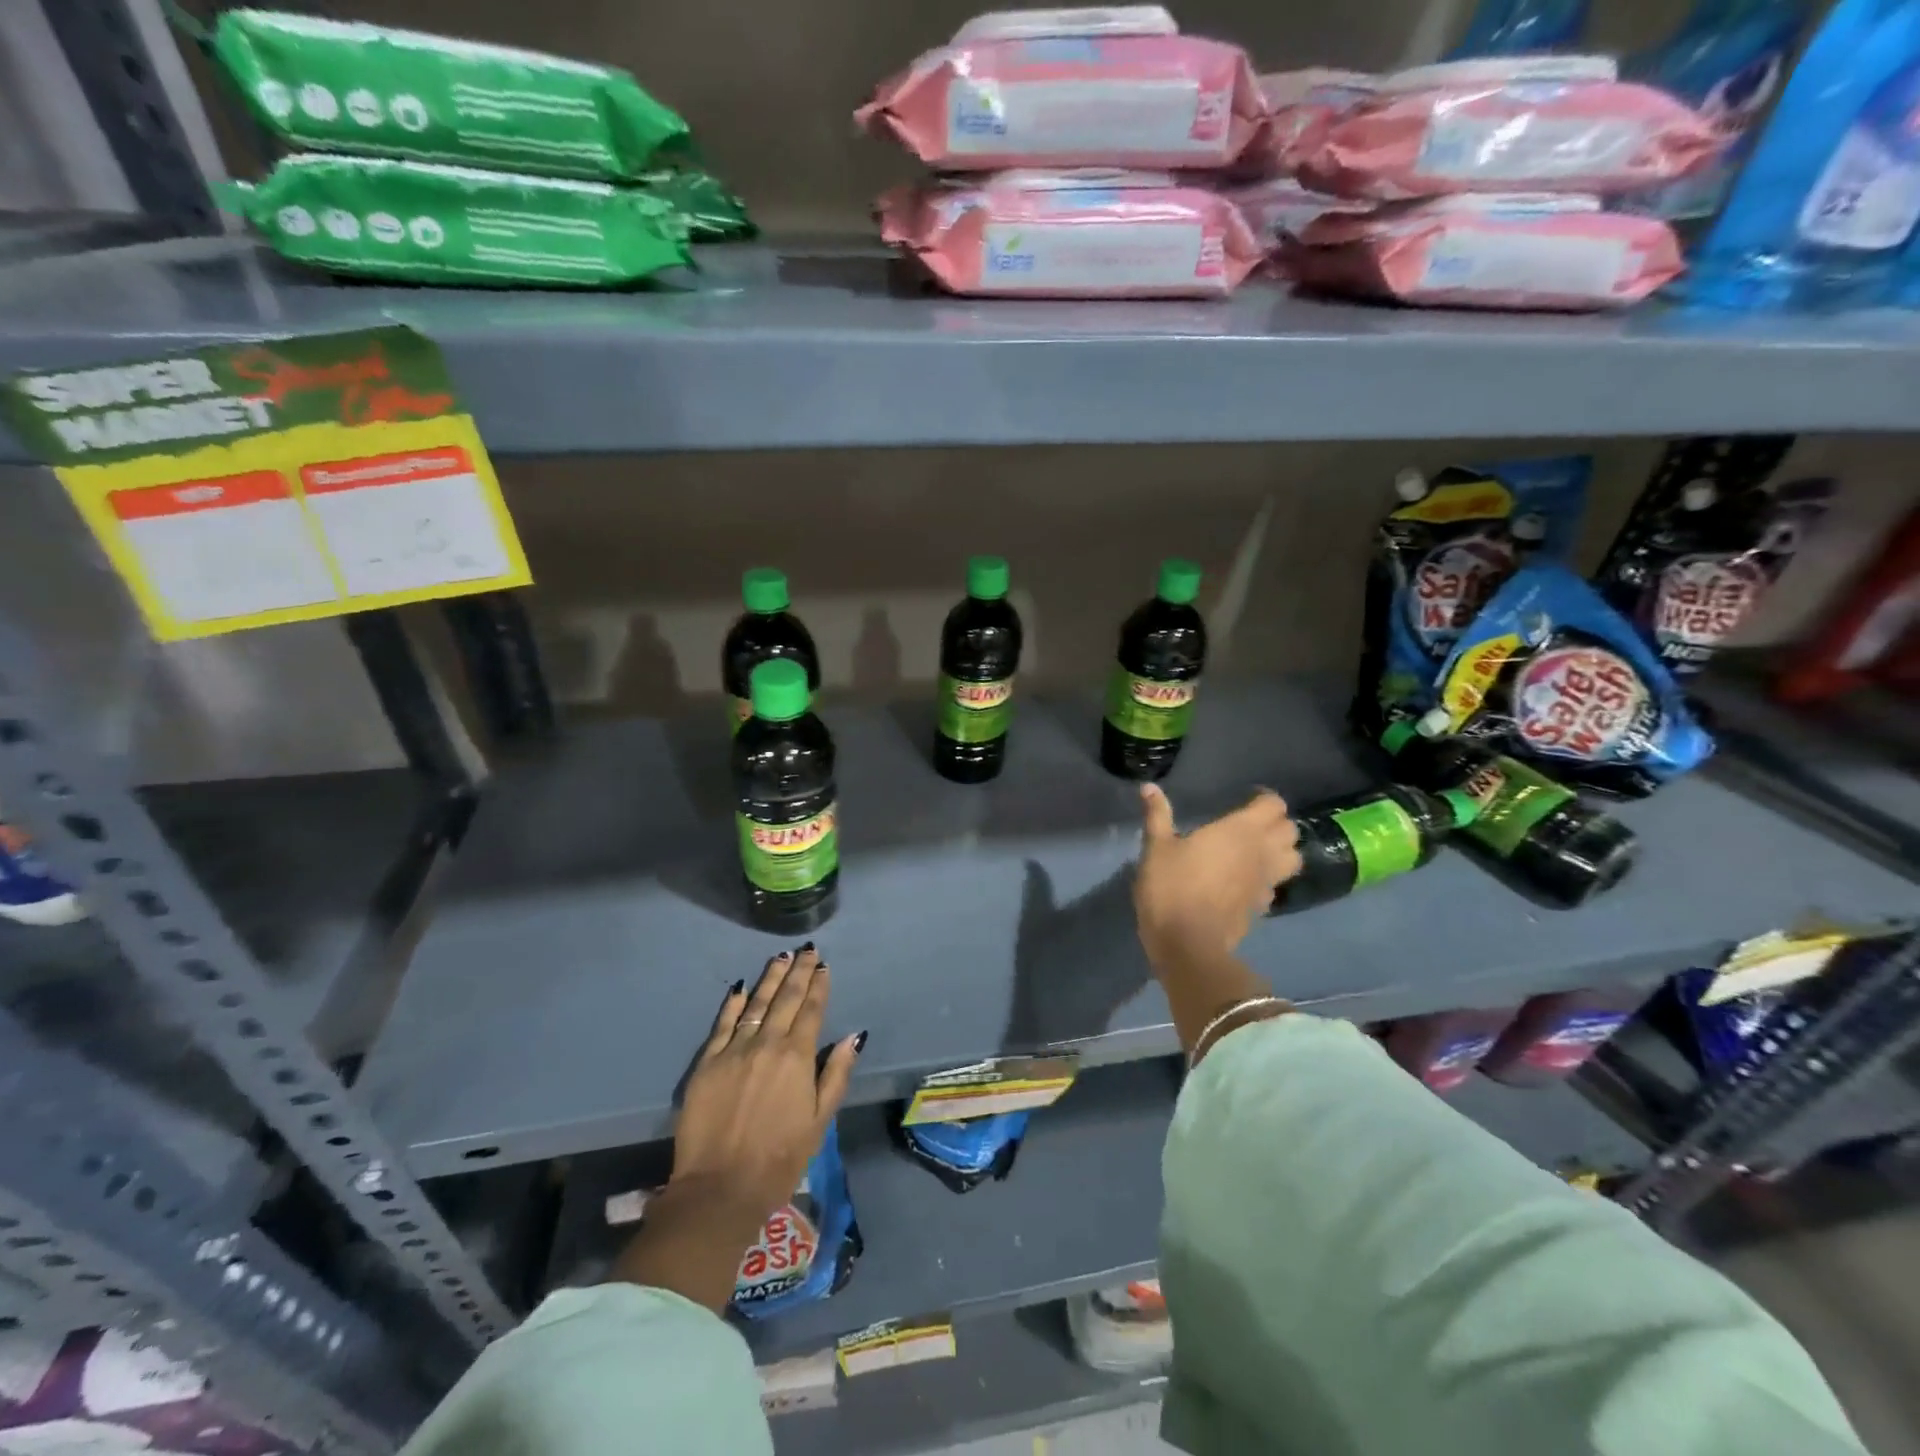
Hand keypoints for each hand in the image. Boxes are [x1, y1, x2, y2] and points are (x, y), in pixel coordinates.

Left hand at [671, 945, 863, 1222]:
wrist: (720, 1188)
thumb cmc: (779, 1159)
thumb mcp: (820, 1121)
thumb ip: (836, 1074)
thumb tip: (854, 1036)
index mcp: (797, 1056)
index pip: (811, 1010)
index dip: (819, 986)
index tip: (824, 966)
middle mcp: (767, 1043)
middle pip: (786, 998)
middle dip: (798, 971)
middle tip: (807, 950)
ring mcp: (734, 1050)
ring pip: (755, 1003)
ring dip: (770, 978)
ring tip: (781, 957)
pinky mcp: (707, 1063)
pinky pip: (722, 1023)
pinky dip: (733, 1003)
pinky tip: (740, 987)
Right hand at [1134, 783, 1300, 965]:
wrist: (1187, 944)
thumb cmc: (1171, 887)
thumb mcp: (1156, 848)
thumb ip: (1157, 815)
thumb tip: (1149, 787)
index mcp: (1240, 831)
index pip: (1274, 805)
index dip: (1263, 799)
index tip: (1245, 799)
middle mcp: (1262, 852)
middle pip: (1290, 830)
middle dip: (1276, 824)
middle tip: (1250, 824)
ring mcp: (1266, 882)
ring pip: (1293, 859)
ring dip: (1281, 851)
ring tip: (1257, 851)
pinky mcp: (1262, 907)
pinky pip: (1275, 885)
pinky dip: (1267, 879)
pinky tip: (1245, 882)